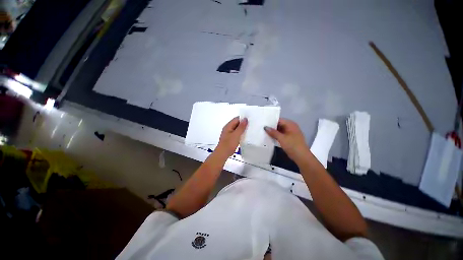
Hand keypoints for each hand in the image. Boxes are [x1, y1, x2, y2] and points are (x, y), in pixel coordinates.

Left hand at [216, 117, 247, 157]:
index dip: (243, 118)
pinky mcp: (230, 138)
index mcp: (228, 126)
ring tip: (250, 130)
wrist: (223, 154)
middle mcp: (228, 128)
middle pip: (236, 123)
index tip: (251, 120)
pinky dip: (240, 134)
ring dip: (242, 129)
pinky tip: (245, 136)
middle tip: (252, 125)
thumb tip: (245, 119)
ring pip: (237, 129)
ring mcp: (229, 133)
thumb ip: (241, 127)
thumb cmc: (229, 144)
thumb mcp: (236, 134)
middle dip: (243, 124)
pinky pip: (236, 133)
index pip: (237, 119)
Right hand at [264, 118, 309, 162]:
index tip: (263, 123)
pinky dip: (276, 136)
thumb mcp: (281, 138)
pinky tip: (270, 137)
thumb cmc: (292, 145)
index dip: (271, 121)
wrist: (301, 157)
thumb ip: (273, 132)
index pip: (279, 120)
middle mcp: (291, 127)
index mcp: (290, 124)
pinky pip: (281, 134)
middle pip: (279, 124)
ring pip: (280, 130)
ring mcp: (290, 133)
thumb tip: (265, 127)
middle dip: (272, 127)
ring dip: (273, 132)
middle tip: (262, 128)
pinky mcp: (289, 138)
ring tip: (264, 132)